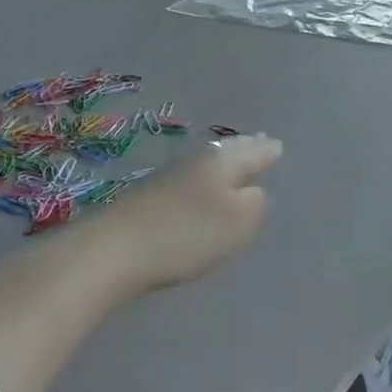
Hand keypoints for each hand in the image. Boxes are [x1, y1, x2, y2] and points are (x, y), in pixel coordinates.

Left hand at [79, 134, 282, 296]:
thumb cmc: (186, 234)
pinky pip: (188, 179)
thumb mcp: (236, 223)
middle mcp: (195, 162)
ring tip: (234, 161)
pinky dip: (202, 179)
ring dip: (223, 162)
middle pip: (226, 152)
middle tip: (260, 142)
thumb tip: (254, 190)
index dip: (266, 151)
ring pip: (206, 163)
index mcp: (220, 163)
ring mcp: (168, 178)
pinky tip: (200, 186)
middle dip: (244, 149)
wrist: (114, 249)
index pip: (251, 153)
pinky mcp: (148, 197)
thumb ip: (254, 204)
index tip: (277, 146)